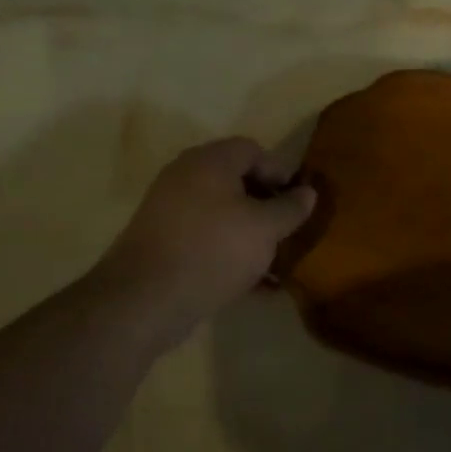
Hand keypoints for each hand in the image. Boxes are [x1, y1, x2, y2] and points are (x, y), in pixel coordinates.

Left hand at [93, 137, 316, 343]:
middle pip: (236, 181)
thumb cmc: (213, 250)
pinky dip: (227, 252)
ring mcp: (167, 210)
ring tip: (273, 260)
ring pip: (221, 213)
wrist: (143, 301)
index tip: (296, 203)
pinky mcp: (159, 243)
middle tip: (286, 229)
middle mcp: (185, 176)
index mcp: (210, 161)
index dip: (280, 173)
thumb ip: (291, 208)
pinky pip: (204, 238)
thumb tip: (307, 192)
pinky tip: (250, 283)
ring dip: (249, 232)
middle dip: (266, 205)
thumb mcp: (266, 228)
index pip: (254, 150)